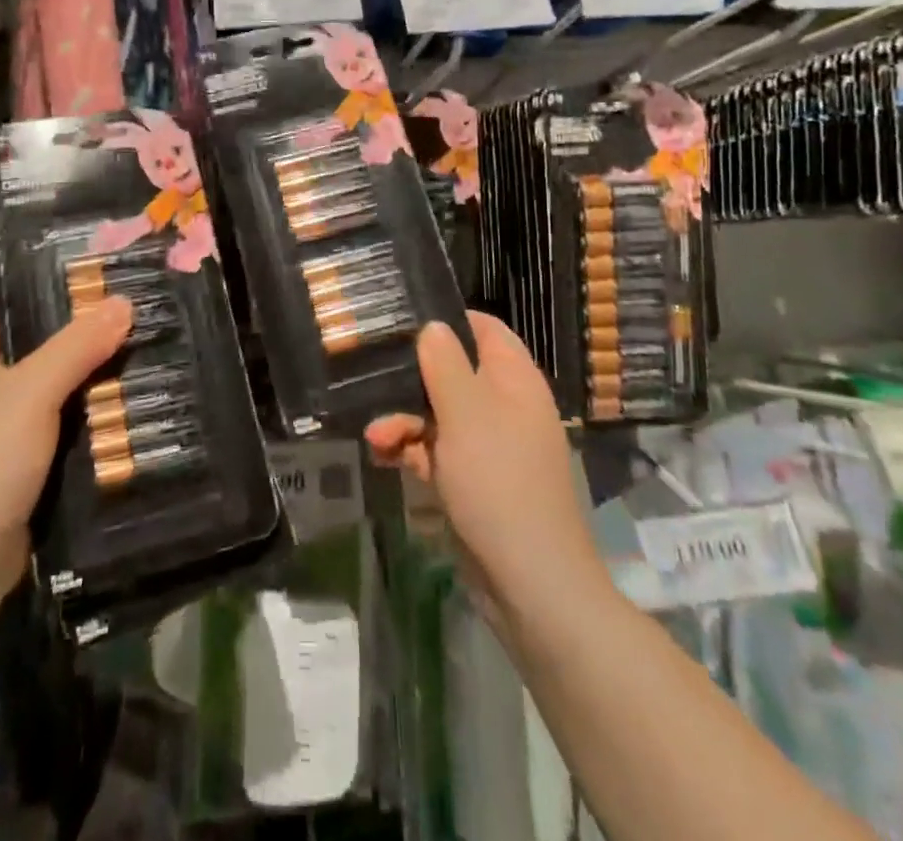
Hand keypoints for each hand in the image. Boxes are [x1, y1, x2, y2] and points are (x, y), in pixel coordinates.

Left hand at [0, 296, 132, 597]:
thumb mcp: (36, 389)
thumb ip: (78, 344)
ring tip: (131, 358)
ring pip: (45, 397)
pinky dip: (81, 427)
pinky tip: (118, 417)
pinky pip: (54, 437)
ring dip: (80, 384)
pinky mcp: (14, 475)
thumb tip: (123, 301)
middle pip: (25, 354)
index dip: (21, 294)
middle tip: (119, 317)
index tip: (70, 278)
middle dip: (68, 337)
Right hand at [365, 312, 596, 615]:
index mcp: (513, 379)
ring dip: (404, 420)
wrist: (528, 581)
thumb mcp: (466, 413)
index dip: (447, 321)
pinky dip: (412, 450)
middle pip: (452, 371)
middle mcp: (503, 405)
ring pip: (438, 413)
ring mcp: (489, 444)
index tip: (402, 322)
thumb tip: (433, 325)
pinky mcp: (473, 478)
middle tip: (374, 387)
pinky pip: (438, 450)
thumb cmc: (498, 481)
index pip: (483, 329)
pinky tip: (384, 458)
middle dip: (411, 381)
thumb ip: (445, 363)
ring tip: (376, 438)